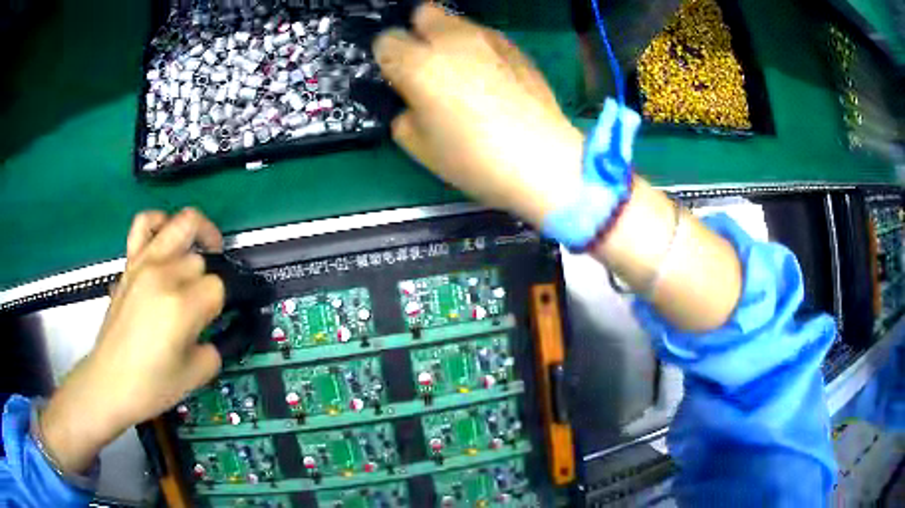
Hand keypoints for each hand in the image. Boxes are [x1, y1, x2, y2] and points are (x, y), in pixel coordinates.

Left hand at [40, 208, 225, 473]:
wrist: (109, 382)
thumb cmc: (150, 386)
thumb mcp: (195, 375)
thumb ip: (214, 348)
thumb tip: (214, 333)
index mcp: (180, 306)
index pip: (217, 287)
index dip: (220, 305)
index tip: (213, 322)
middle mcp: (162, 276)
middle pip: (200, 259)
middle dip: (206, 281)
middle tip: (202, 304)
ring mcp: (143, 264)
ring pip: (181, 226)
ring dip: (198, 234)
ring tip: (204, 249)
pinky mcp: (128, 265)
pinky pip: (144, 224)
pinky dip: (159, 222)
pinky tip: (166, 236)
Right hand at [374, 4, 584, 226]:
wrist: (542, 160)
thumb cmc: (475, 158)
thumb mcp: (421, 148)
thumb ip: (404, 116)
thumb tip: (411, 104)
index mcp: (419, 65)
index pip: (386, 40)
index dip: (389, 59)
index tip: (399, 79)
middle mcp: (451, 40)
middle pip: (422, 13)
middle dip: (418, 34)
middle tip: (427, 65)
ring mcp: (487, 39)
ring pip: (455, 21)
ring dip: (449, 39)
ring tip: (462, 71)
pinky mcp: (516, 47)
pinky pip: (486, 36)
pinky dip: (479, 48)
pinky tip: (491, 76)